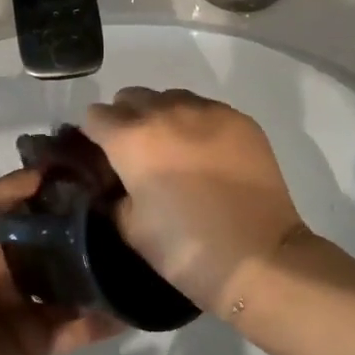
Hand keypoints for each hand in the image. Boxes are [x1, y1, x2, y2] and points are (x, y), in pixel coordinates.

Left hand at [0, 170, 122, 354]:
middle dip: (93, 233)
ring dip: (105, 274)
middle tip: (136, 216)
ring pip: (77, 285)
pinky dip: (108, 319)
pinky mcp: (44, 340)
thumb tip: (49, 169)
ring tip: (146, 256)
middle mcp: (17, 266)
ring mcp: (32, 305)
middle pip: (62, 245)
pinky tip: (139, 305)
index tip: (105, 177)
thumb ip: (6, 192)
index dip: (67, 194)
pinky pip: (82, 327)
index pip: (39, 208)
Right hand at [82, 87, 308, 311]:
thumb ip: (114, 195)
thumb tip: (116, 183)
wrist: (259, 257)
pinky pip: (206, 108)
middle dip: (127, 119)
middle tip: (138, 154)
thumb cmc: (186, 249)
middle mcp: (165, 112)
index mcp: (131, 138)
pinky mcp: (240, 119)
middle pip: (131, 97)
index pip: (95, 116)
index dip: (94, 136)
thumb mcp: (131, 228)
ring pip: (170, 97)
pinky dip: (198, 124)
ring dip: (163, 116)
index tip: (104, 158)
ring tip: (175, 151)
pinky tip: (207, 155)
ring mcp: (207, 111)